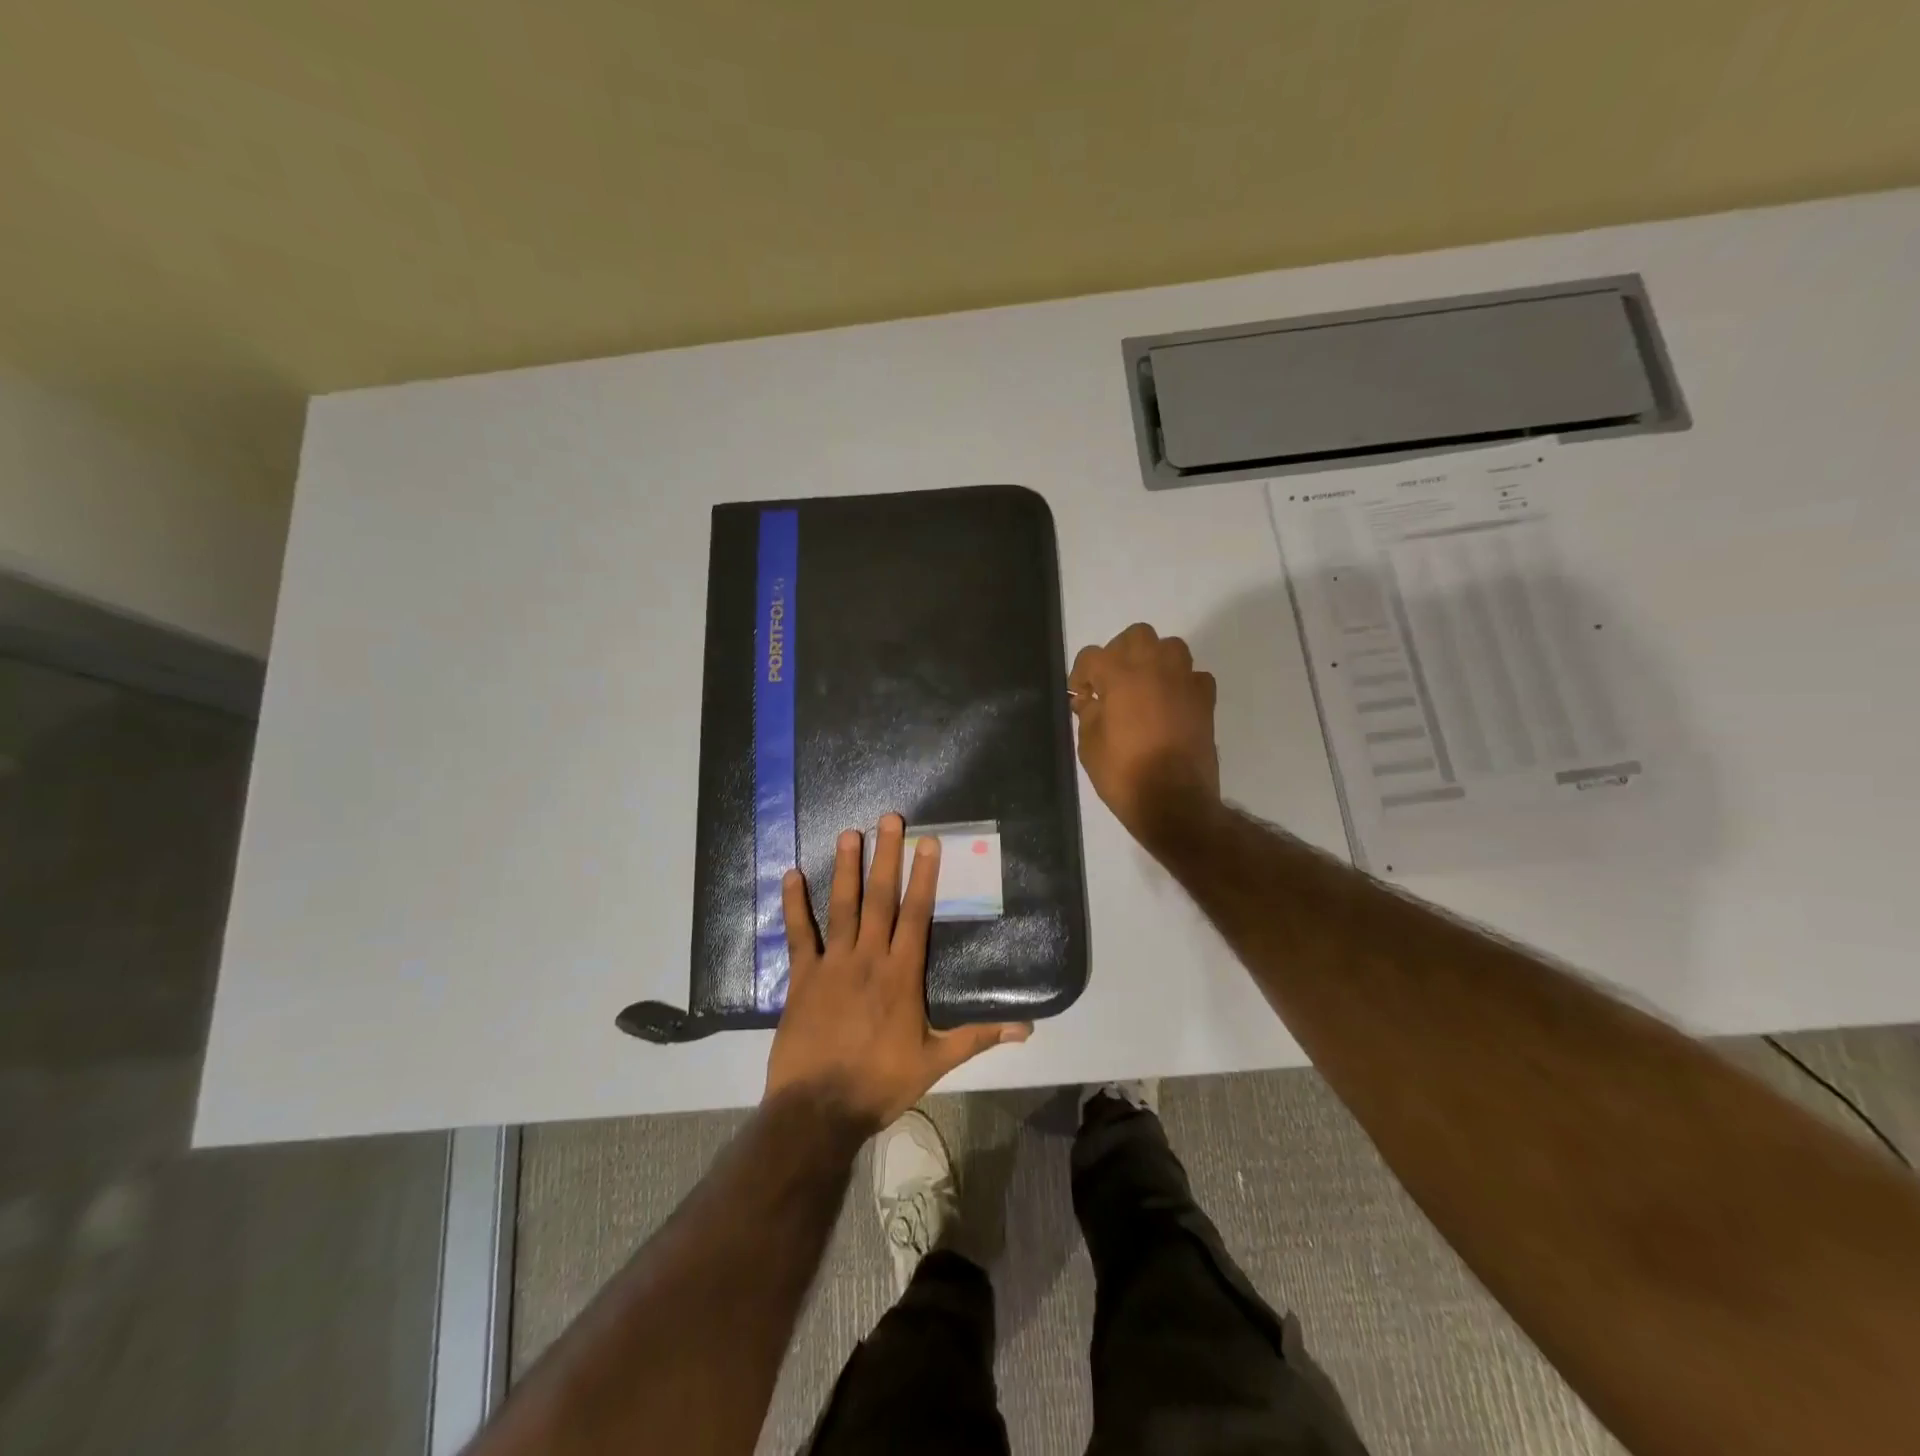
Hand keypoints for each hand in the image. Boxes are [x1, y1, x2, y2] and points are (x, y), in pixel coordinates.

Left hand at [765, 814, 1031, 1133]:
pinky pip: (798, 934)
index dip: (923, 876)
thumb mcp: (935, 1062)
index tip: (927, 842)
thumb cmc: (880, 1084)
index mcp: (902, 975)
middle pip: (880, 899)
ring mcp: (832, 964)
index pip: (916, 914)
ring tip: (848, 834)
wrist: (819, 1110)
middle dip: (886, 856)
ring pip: (841, 907)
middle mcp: (869, 958)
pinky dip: (794, 904)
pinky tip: (791, 875)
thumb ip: (977, 1037)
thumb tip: (1026, 1028)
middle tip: (889, 819)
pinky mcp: (802, 977)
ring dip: (845, 869)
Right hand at [1069, 622, 1219, 843]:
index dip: (1081, 675)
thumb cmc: (1123, 774)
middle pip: (1136, 636)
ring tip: (1143, 687)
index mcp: (1120, 675)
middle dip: (1119, 654)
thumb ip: (1088, 714)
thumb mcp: (1089, 746)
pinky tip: (1171, 703)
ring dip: (1154, 660)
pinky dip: (1181, 683)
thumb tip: (1090, 700)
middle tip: (1112, 683)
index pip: (1092, 656)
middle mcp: (1154, 667)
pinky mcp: (1205, 699)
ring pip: (1170, 647)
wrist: (1174, 802)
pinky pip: (1193, 676)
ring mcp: (1184, 681)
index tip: (1080, 697)